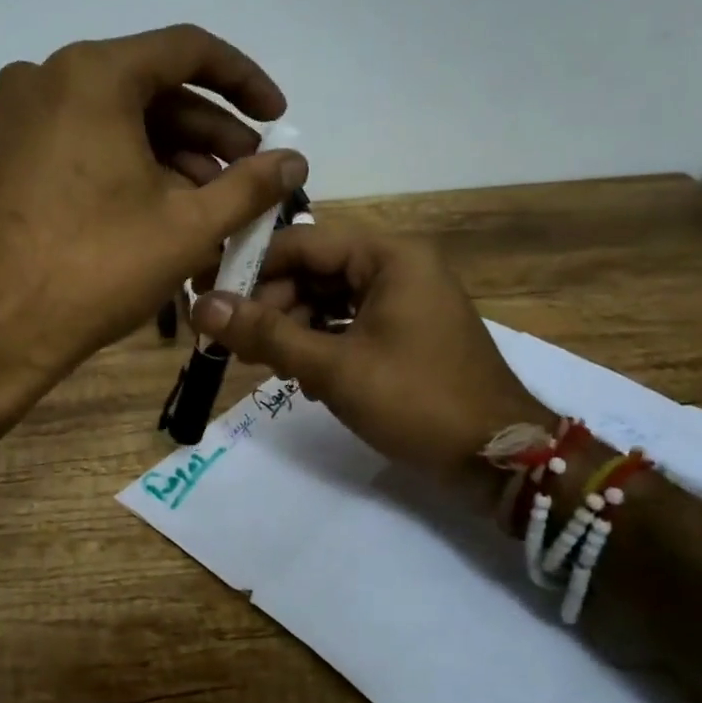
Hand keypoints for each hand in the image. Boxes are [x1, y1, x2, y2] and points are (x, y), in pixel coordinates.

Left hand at [0, 25, 306, 407]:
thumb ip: (252, 185)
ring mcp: (12, 115)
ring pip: (111, 118)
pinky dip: (121, 163)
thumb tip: (297, 160)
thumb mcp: (188, 226)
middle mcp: (44, 77)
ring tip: (209, 199)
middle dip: (207, 131)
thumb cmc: (96, 270)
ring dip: (167, 152)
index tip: (276, 118)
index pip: (188, 50)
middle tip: (247, 173)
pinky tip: (153, 205)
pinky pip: (76, 140)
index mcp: (92, 74)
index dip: (244, 81)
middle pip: (147, 87)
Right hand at [189, 225, 546, 471]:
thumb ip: (266, 334)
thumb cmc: (417, 401)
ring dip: (292, 328)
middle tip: (233, 341)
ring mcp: (403, 300)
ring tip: (264, 363)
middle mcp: (397, 267)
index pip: (303, 242)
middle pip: (314, 270)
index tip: (208, 294)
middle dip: (271, 304)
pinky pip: (347, 323)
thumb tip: (201, 307)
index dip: (251, 267)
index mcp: (389, 256)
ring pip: (327, 300)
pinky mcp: (404, 332)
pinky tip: (301, 376)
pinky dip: (320, 343)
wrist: (499, 460)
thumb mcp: (334, 368)